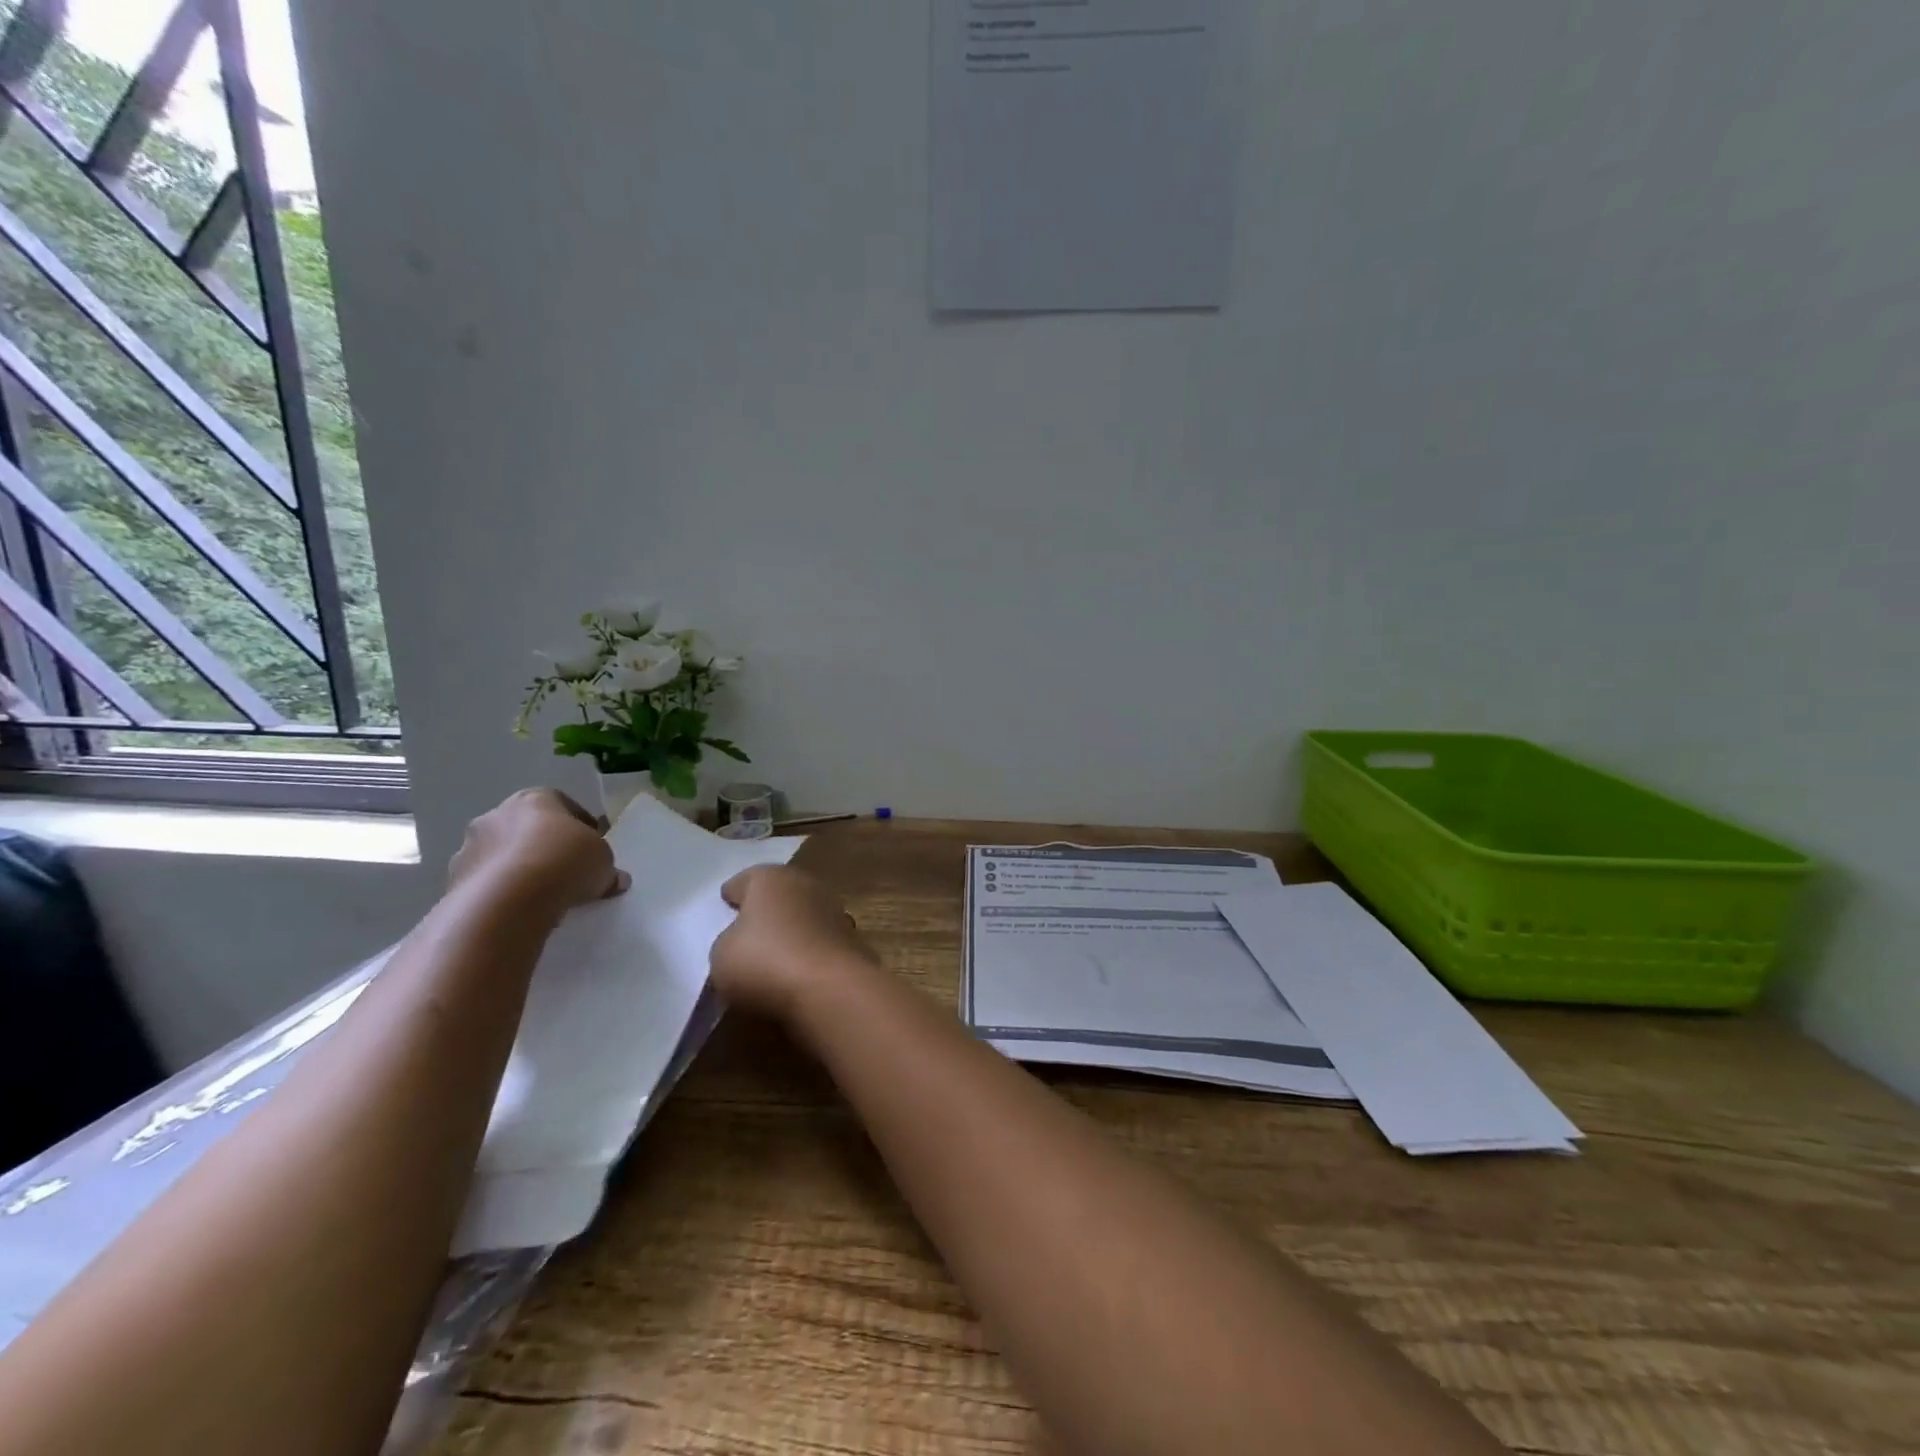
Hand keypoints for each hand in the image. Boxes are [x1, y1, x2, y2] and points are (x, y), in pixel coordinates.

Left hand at [448, 788, 628, 917]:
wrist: (509, 900)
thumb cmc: (565, 862)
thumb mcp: (603, 862)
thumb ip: (606, 867)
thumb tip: (614, 879)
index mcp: (536, 798)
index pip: (563, 805)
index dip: (581, 827)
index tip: (592, 849)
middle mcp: (497, 814)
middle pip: (527, 828)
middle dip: (545, 846)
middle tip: (565, 871)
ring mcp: (470, 846)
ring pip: (502, 854)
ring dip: (519, 869)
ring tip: (541, 896)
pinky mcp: (453, 879)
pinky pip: (485, 882)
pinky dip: (500, 892)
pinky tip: (518, 910)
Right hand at [711, 865, 874, 1019]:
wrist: (830, 988)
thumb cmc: (765, 961)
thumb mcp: (721, 955)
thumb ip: (729, 941)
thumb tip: (744, 942)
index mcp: (769, 878)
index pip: (745, 881)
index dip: (733, 894)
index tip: (726, 903)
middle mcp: (805, 885)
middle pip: (779, 894)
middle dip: (766, 909)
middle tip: (749, 928)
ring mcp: (834, 911)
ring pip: (804, 916)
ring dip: (792, 929)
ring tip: (775, 953)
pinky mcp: (852, 940)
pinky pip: (820, 942)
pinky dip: (810, 952)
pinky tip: (799, 970)